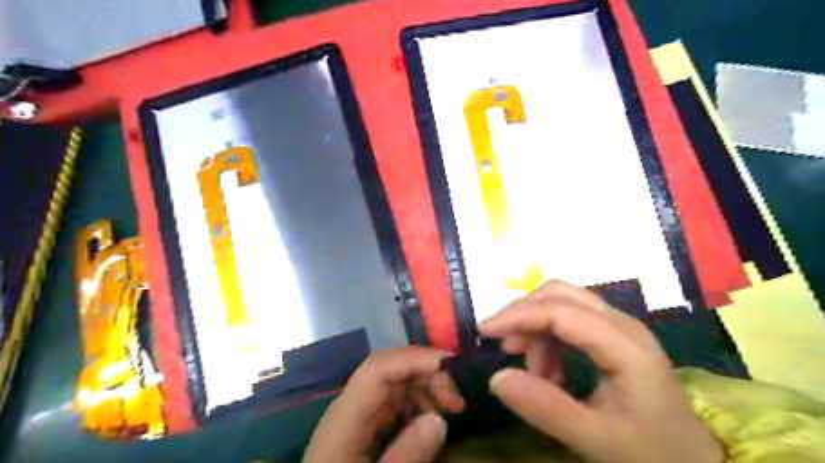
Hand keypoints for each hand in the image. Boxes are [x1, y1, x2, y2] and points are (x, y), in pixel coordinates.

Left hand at [303, 348, 466, 462]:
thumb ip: (406, 456)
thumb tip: (439, 419)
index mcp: (344, 417)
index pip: (379, 368)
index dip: (415, 359)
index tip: (451, 370)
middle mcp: (349, 406)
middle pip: (388, 369)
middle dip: (425, 372)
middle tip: (457, 400)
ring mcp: (355, 415)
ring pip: (393, 382)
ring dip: (424, 387)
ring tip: (449, 409)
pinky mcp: (362, 427)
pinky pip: (391, 402)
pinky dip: (415, 403)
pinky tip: (430, 418)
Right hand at [481, 280, 722, 461]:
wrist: (692, 460)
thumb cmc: (650, 451)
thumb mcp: (595, 439)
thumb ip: (545, 408)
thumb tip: (496, 378)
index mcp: (625, 345)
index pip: (561, 312)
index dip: (518, 316)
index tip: (484, 331)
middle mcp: (622, 324)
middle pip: (560, 294)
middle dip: (523, 313)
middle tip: (502, 344)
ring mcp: (619, 327)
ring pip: (562, 303)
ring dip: (536, 328)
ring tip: (531, 370)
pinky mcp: (613, 336)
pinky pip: (570, 320)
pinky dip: (548, 338)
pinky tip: (548, 370)